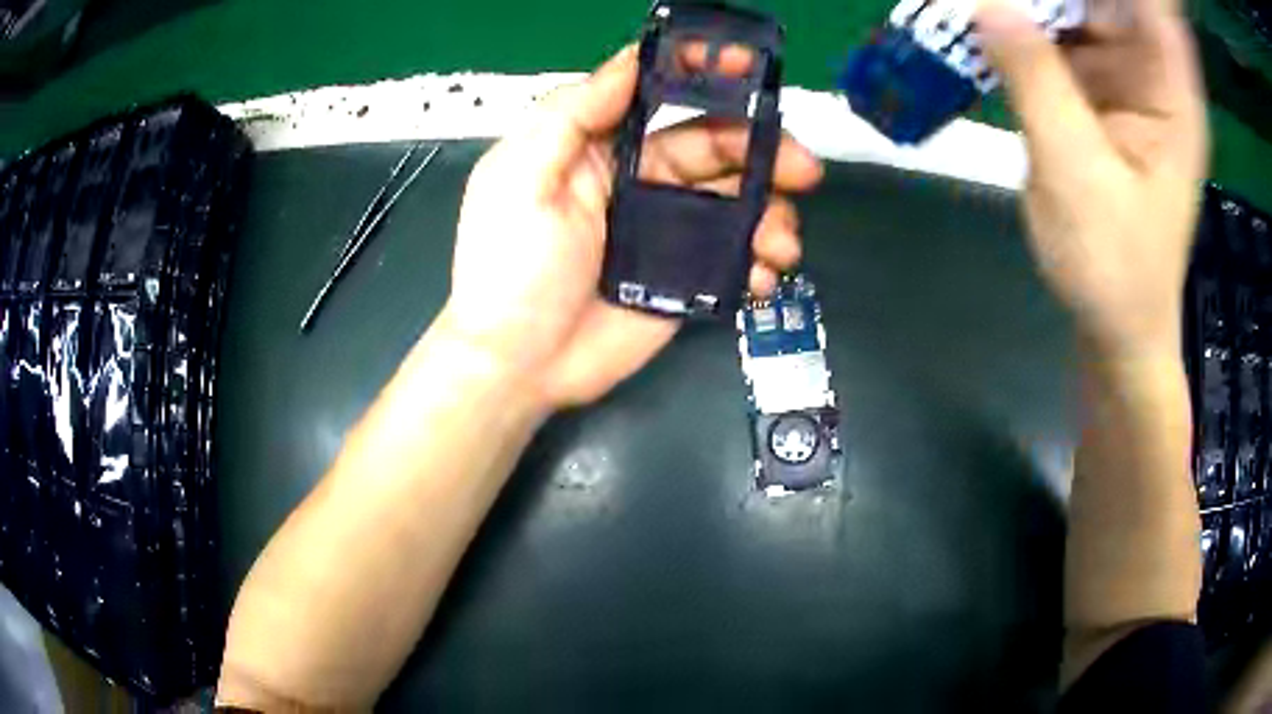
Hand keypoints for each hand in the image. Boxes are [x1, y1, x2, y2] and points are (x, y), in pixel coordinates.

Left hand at [440, 45, 822, 408]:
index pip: (659, 98)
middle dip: (764, 151)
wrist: (520, 365)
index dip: (703, 77)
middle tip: (803, 168)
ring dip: (772, 212)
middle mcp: (639, 180)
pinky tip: (765, 275)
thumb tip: (629, 63)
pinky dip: (761, 261)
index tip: (749, 68)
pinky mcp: (684, 278)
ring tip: (782, 242)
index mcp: (600, 148)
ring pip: (737, 202)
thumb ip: (571, 115)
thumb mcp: (521, 177)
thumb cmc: (510, 267)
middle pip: (715, 148)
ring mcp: (667, 231)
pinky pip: (736, 257)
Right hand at [975, 0, 1206, 356]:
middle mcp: (1147, 74)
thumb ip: (1036, 82)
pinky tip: (985, 31)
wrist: (1115, 329)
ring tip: (977, 6)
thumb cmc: (1115, 270)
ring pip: (1071, 9)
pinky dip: (1019, 28)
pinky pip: (1053, 41)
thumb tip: (983, 3)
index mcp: (1169, 93)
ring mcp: (1119, 82)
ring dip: (1026, 4)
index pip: (1149, 3)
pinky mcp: (1092, 97)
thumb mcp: (1077, 175)